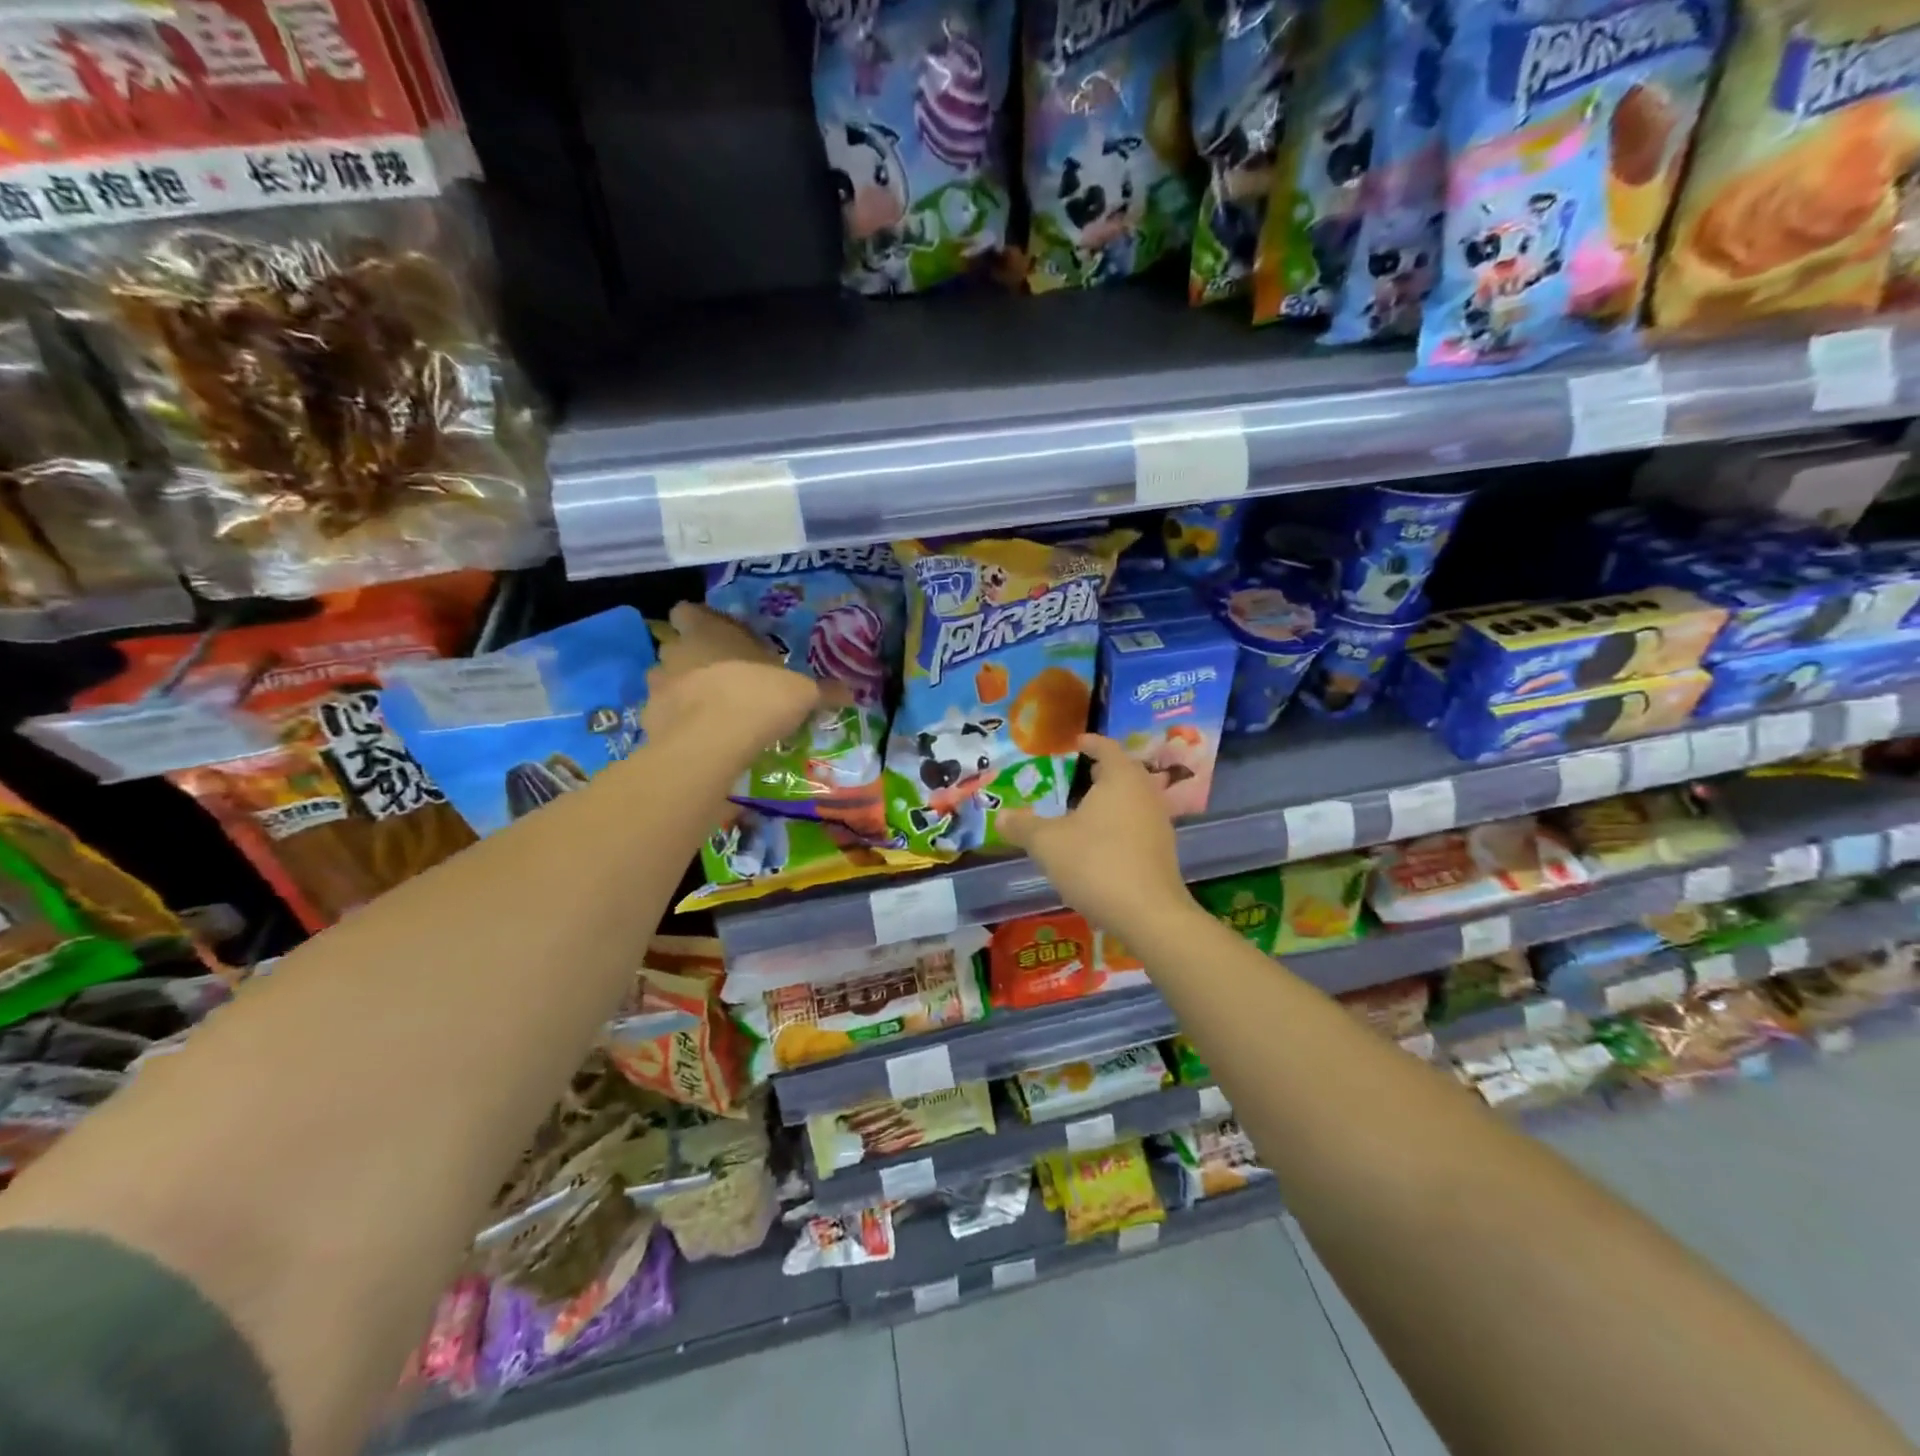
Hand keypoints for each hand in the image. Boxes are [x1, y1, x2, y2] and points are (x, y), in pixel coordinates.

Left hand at [643, 603, 838, 754]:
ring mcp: (658, 687)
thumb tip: (853, 691)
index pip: (688, 611)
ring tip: (709, 711)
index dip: (699, 621)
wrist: (712, 743)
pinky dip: (677, 724)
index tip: (718, 636)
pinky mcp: (649, 721)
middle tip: (722, 678)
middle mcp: (676, 652)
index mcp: (708, 632)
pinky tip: (700, 738)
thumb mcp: (801, 693)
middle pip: (676, 646)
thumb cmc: (757, 698)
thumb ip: (822, 690)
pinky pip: (663, 716)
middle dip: (693, 660)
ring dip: (682, 691)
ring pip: (665, 681)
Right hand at [999, 735, 1192, 935]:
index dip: (1090, 742)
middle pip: (1124, 772)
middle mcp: (1145, 794)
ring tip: (1083, 809)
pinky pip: (1137, 825)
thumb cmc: (1096, 864)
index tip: (1075, 742)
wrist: (1149, 915)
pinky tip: (1098, 843)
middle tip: (1076, 773)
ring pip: (1132, 800)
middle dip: (1101, 771)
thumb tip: (1001, 816)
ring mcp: (1159, 824)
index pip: (1107, 748)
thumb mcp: (1047, 843)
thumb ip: (1022, 826)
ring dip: (1110, 800)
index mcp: (1121, 778)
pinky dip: (1118, 824)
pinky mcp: (1162, 852)